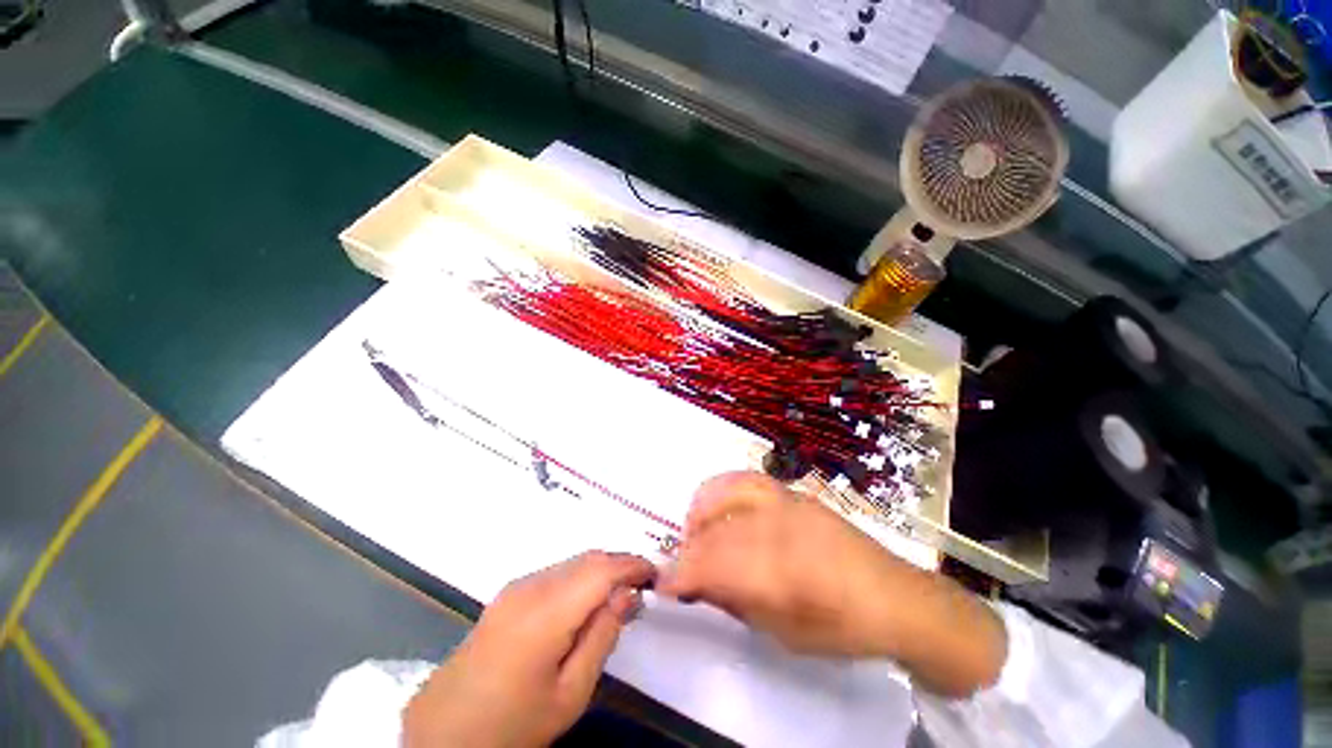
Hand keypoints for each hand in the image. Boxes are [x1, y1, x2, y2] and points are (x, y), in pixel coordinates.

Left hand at [403, 551, 655, 747]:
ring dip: (600, 570)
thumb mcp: (569, 694)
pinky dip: (579, 577)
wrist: (444, 733)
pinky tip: (584, 602)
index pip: (601, 570)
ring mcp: (515, 587)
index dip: (632, 565)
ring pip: (572, 562)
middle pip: (587, 559)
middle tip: (641, 586)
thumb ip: (602, 636)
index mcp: (545, 613)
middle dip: (619, 565)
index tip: (655, 572)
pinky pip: (555, 572)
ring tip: (617, 595)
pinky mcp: (508, 593)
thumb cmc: (512, 724)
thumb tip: (627, 594)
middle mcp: (530, 587)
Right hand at [657, 472, 1005, 696]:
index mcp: (781, 572)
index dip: (680, 574)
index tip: (662, 585)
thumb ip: (737, 602)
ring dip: (700, 512)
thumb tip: (699, 584)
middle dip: (688, 549)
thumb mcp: (785, 634)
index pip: (713, 565)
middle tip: (681, 567)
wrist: (897, 597)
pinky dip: (722, 490)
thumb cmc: (843, 629)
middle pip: (715, 530)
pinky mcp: (795, 493)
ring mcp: (788, 502)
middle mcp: (780, 527)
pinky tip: (718, 505)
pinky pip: (747, 481)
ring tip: (694, 531)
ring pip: (726, 493)